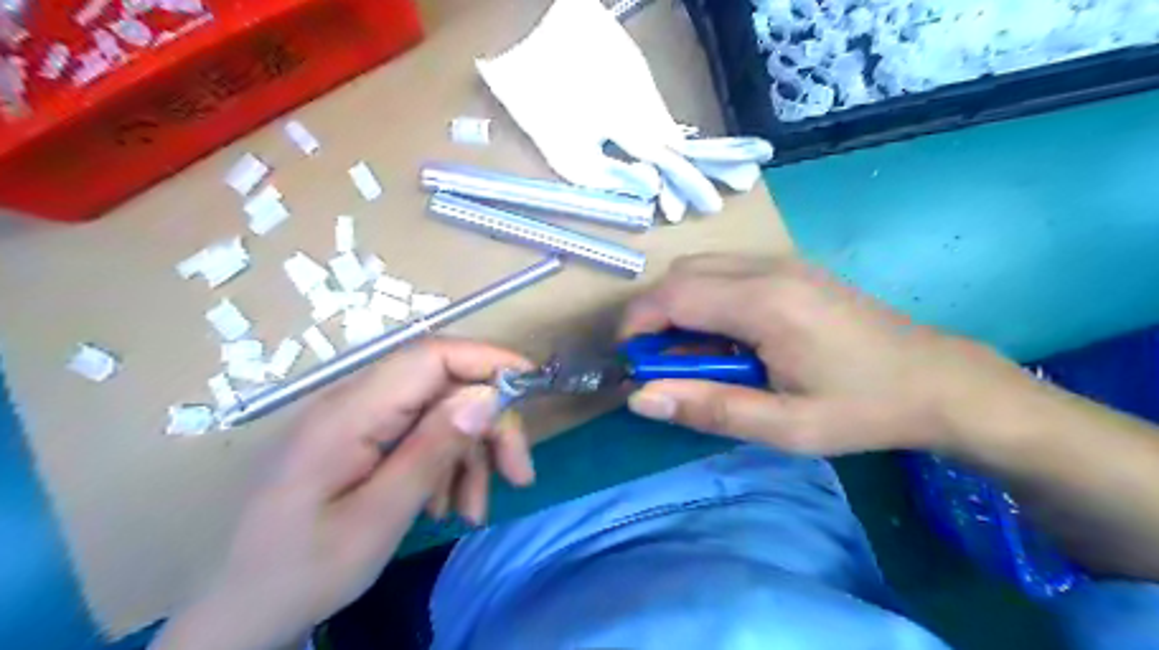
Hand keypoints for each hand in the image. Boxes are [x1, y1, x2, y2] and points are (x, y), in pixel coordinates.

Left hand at [149, 339, 536, 649]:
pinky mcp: (360, 441)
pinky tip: (446, 507)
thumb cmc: (300, 573)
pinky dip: (446, 467)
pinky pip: (420, 437)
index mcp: (349, 413)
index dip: (487, 359)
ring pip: (439, 414)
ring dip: (470, 455)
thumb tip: (486, 397)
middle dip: (489, 424)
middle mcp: (353, 403)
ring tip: (473, 510)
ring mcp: (356, 422)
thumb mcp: (377, 519)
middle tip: (519, 473)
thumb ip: (432, 450)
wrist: (238, 616)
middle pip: (443, 385)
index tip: (532, 385)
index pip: (431, 356)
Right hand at [624, 252, 1031, 453]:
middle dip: (654, 315)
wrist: (937, 379)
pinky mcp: (790, 268)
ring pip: (701, 268)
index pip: (673, 296)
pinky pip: (725, 271)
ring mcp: (782, 262)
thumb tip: (640, 398)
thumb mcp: (785, 426)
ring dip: (678, 306)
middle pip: (681, 274)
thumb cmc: (862, 408)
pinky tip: (725, 336)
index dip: (637, 324)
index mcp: (766, 303)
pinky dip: (704, 298)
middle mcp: (768, 268)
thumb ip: (708, 408)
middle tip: (660, 364)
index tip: (629, 361)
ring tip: (692, 354)